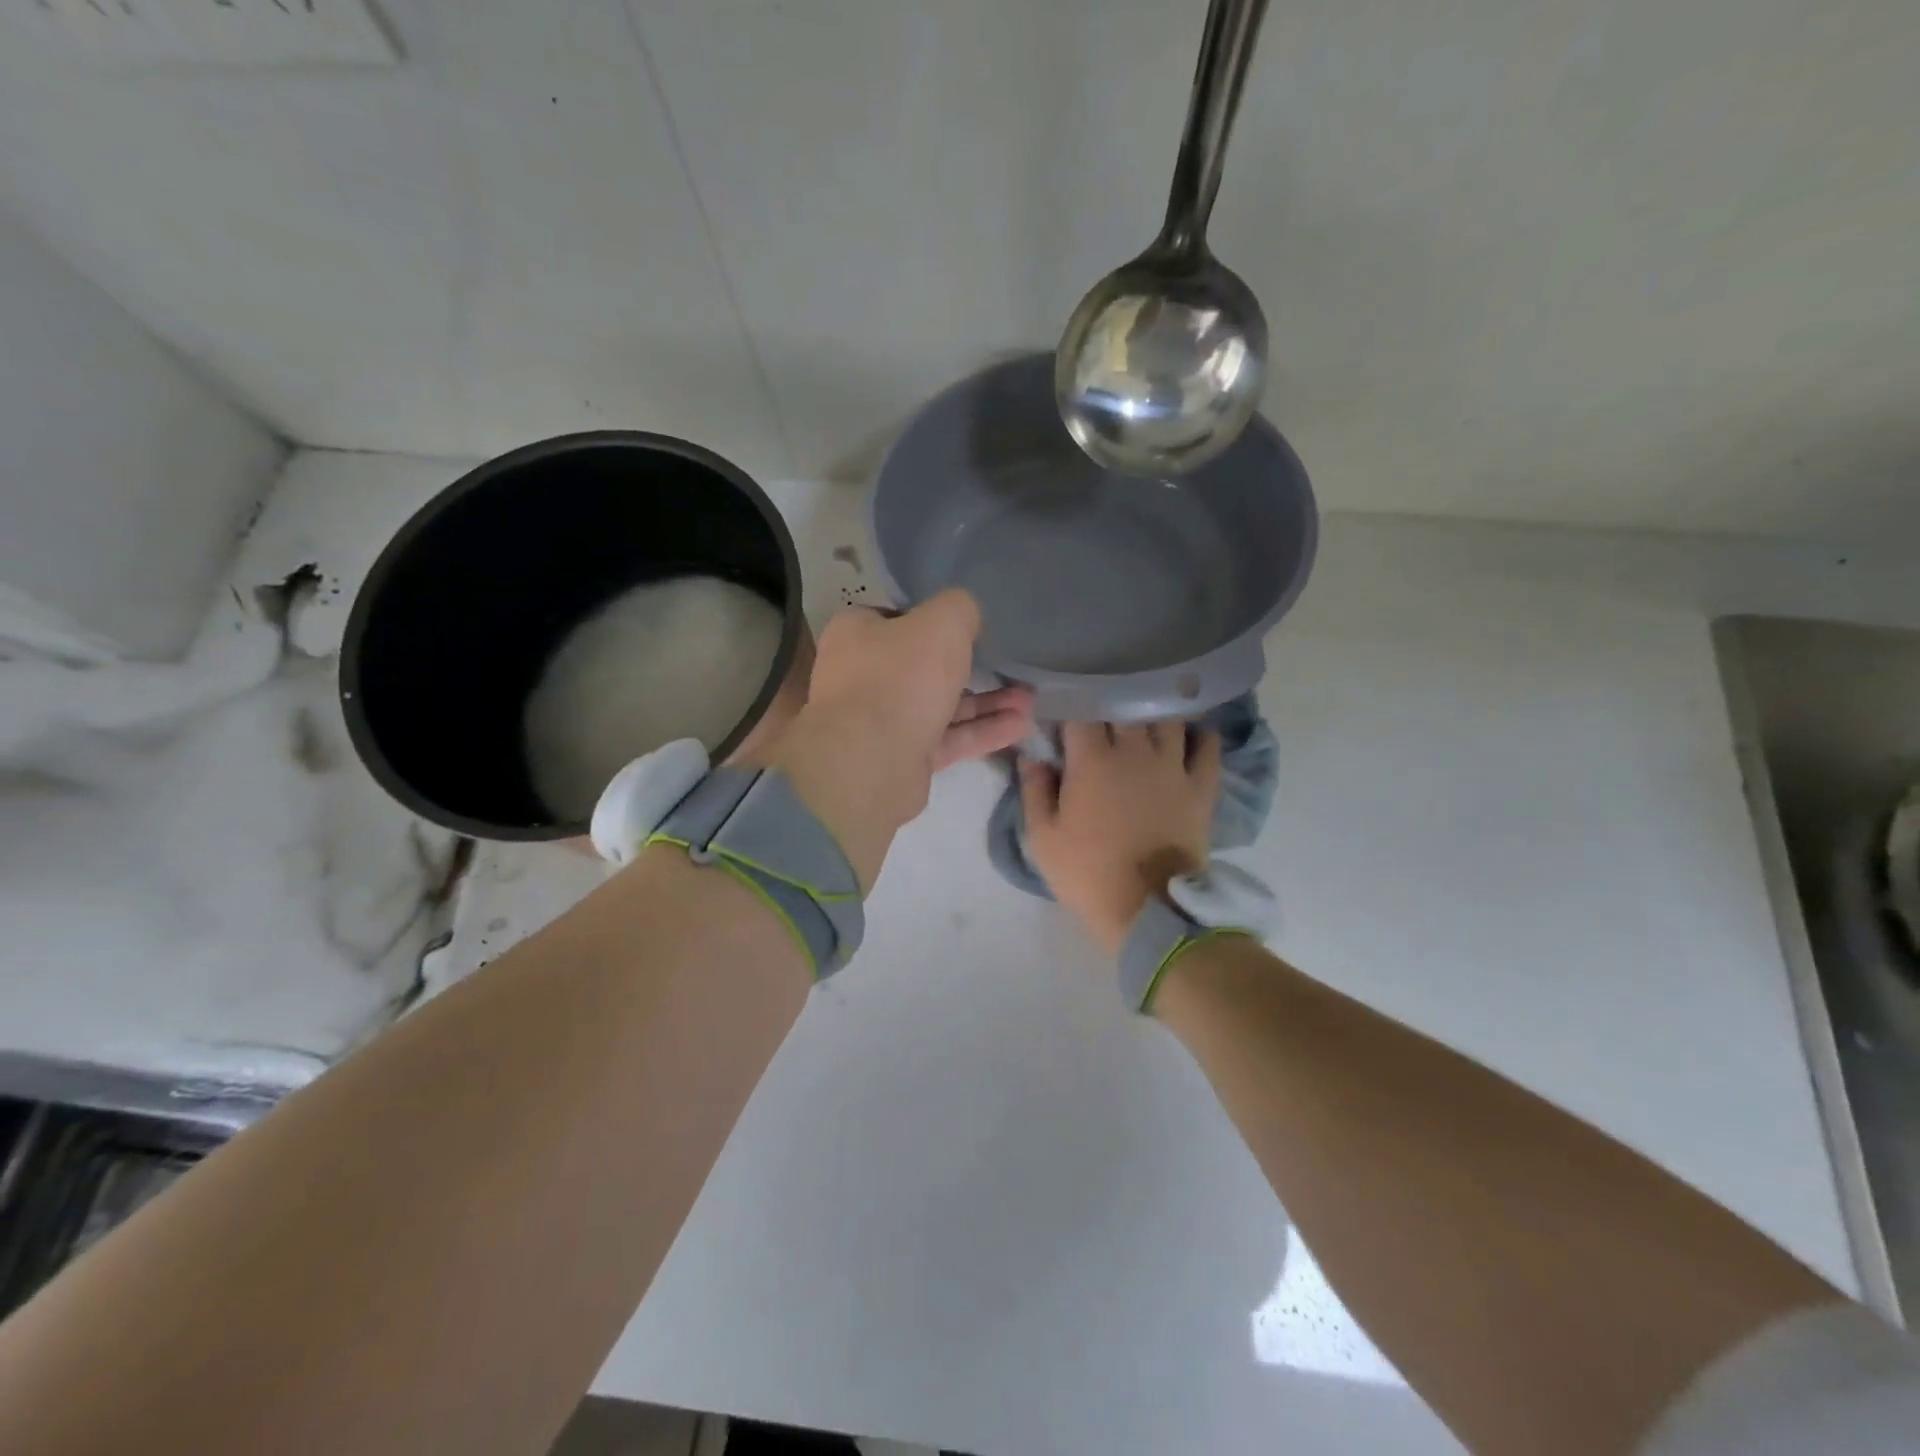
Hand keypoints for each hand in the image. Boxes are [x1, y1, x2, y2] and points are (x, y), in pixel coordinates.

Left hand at [771, 591, 1032, 889]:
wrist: (872, 761)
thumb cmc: (902, 677)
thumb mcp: (942, 622)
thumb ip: (960, 609)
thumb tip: (966, 614)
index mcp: (857, 634)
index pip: (895, 618)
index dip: (931, 620)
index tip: (967, 627)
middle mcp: (863, 676)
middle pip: (922, 666)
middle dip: (971, 668)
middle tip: (1010, 667)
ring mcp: (881, 721)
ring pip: (940, 706)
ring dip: (986, 703)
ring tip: (1029, 700)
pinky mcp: (901, 757)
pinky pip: (947, 739)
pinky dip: (981, 732)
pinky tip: (1020, 727)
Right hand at [1021, 722, 1221, 955]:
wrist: (1148, 911)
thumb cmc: (1087, 873)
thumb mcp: (1042, 837)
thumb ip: (1034, 790)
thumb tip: (1032, 756)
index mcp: (1092, 760)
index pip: (1080, 712)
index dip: (1070, 707)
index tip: (1062, 714)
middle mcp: (1135, 751)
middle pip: (1124, 706)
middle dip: (1109, 703)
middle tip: (1100, 714)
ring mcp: (1173, 767)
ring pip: (1166, 718)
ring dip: (1152, 712)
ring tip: (1142, 716)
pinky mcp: (1201, 787)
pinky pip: (1207, 746)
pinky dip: (1199, 734)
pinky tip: (1188, 733)